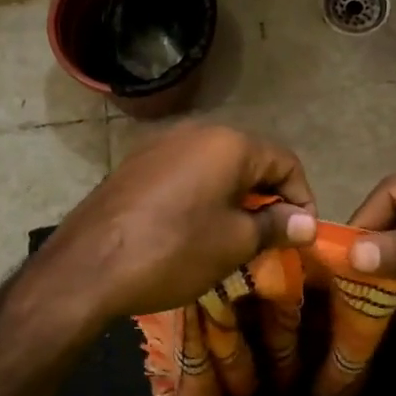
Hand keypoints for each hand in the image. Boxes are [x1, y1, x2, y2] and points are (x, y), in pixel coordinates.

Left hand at [28, 123, 316, 324]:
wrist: (88, 265)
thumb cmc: (174, 250)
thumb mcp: (234, 243)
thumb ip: (276, 226)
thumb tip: (306, 223)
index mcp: (229, 143)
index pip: (285, 161)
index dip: (301, 198)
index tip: (300, 235)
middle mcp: (197, 130)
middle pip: (250, 159)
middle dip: (267, 197)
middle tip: (270, 238)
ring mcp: (162, 143)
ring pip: (216, 165)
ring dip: (235, 195)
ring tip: (234, 236)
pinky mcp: (137, 161)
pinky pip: (186, 171)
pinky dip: (203, 193)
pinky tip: (194, 227)